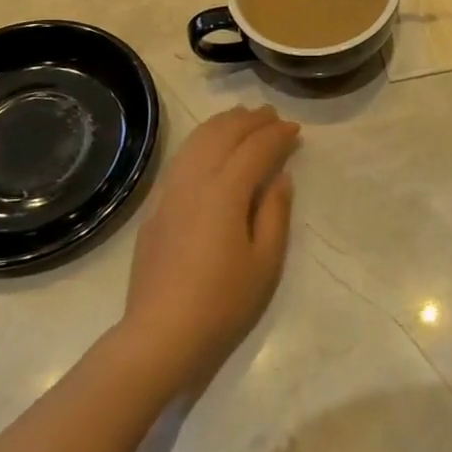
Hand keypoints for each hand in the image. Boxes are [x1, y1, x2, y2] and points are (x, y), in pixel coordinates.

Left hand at [119, 104, 300, 392]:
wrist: (161, 334)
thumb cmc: (223, 302)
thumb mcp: (265, 262)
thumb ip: (276, 213)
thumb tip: (280, 177)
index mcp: (225, 192)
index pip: (255, 149)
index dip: (277, 136)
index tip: (295, 130)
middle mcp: (195, 181)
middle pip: (223, 134)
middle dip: (250, 121)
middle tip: (273, 116)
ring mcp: (170, 191)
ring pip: (197, 141)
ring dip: (223, 124)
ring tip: (243, 118)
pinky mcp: (156, 206)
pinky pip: (181, 158)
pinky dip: (201, 140)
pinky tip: (210, 146)